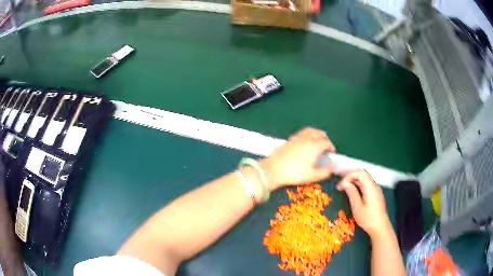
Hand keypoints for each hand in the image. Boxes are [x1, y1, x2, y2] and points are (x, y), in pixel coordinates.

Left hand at [260, 127, 334, 189]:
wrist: (273, 169)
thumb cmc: (295, 173)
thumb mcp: (312, 176)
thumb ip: (324, 172)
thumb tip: (332, 168)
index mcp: (315, 146)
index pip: (326, 142)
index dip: (331, 147)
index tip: (332, 152)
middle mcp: (307, 139)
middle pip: (319, 133)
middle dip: (324, 138)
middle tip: (326, 146)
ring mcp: (297, 137)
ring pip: (310, 130)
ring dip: (316, 133)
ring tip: (317, 140)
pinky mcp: (289, 139)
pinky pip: (301, 133)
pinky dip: (307, 134)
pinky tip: (304, 142)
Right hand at [336, 170, 391, 238]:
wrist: (380, 227)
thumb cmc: (368, 219)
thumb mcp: (357, 207)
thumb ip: (351, 193)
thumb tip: (344, 183)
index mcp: (370, 187)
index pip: (359, 173)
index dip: (348, 176)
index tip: (340, 185)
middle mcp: (374, 185)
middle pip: (362, 173)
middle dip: (350, 174)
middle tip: (338, 177)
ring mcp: (375, 189)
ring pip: (364, 178)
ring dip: (353, 178)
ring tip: (343, 183)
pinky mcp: (375, 194)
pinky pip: (365, 184)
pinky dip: (357, 183)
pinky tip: (351, 188)